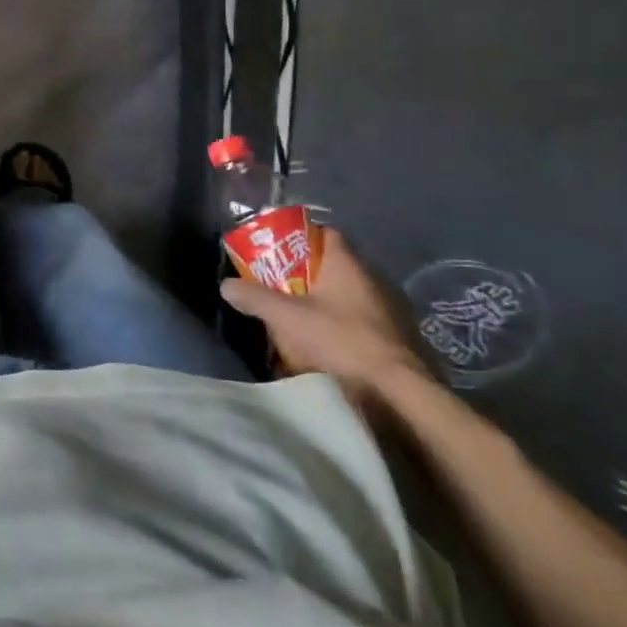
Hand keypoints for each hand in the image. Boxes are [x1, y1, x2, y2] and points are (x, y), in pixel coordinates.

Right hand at [221, 227, 432, 408]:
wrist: (400, 393)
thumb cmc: (342, 341)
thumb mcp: (287, 318)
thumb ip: (255, 297)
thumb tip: (226, 285)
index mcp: (348, 263)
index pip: (324, 233)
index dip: (299, 238)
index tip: (277, 252)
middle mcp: (374, 277)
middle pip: (334, 265)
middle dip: (307, 274)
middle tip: (280, 287)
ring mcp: (391, 307)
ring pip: (350, 294)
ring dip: (327, 302)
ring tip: (300, 318)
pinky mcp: (400, 336)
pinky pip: (364, 319)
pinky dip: (345, 324)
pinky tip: (329, 343)